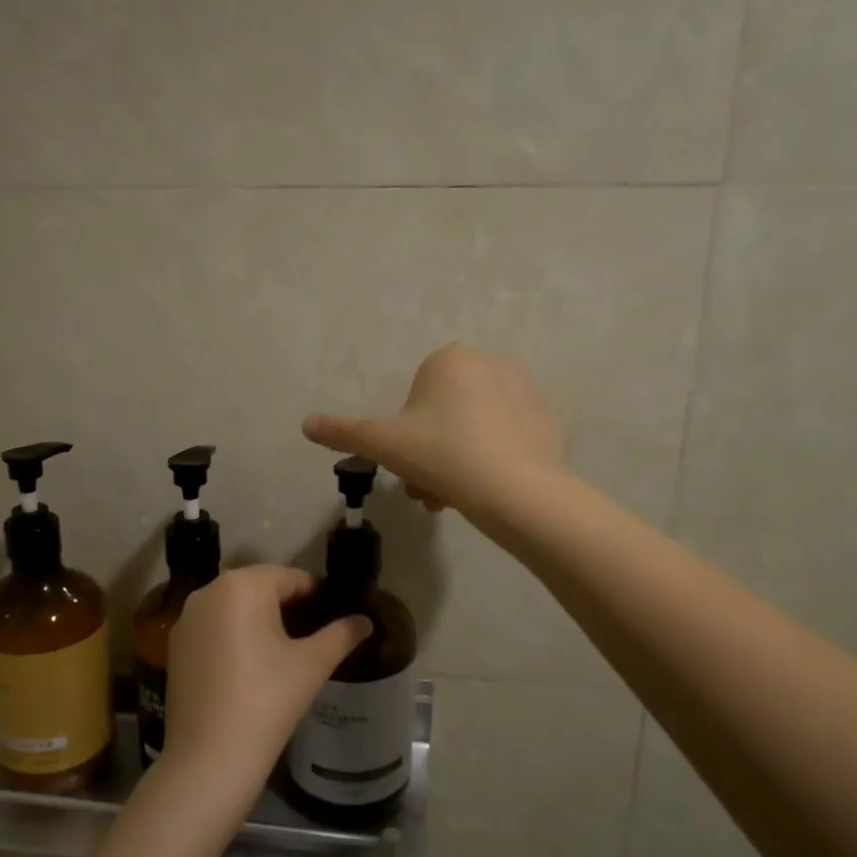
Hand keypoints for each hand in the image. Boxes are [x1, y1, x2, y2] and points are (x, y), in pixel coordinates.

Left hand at [162, 566, 372, 804]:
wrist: (208, 759)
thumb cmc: (266, 701)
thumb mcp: (312, 665)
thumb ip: (340, 635)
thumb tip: (366, 620)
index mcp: (242, 585)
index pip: (292, 578)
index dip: (318, 597)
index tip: (334, 620)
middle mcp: (209, 591)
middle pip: (261, 588)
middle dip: (289, 607)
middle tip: (314, 638)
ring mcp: (188, 619)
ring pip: (236, 607)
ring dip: (261, 621)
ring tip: (286, 653)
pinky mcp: (177, 646)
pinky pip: (215, 627)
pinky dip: (235, 636)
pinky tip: (252, 667)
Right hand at [302, 343, 567, 518]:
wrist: (515, 489)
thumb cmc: (441, 455)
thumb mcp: (383, 444)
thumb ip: (344, 431)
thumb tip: (306, 424)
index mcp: (449, 359)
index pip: (417, 397)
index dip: (408, 434)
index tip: (409, 464)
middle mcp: (490, 362)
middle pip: (447, 413)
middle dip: (433, 453)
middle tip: (430, 488)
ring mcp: (526, 389)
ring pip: (477, 426)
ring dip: (459, 460)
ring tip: (455, 497)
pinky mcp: (550, 419)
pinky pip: (510, 437)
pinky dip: (496, 458)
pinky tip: (490, 488)